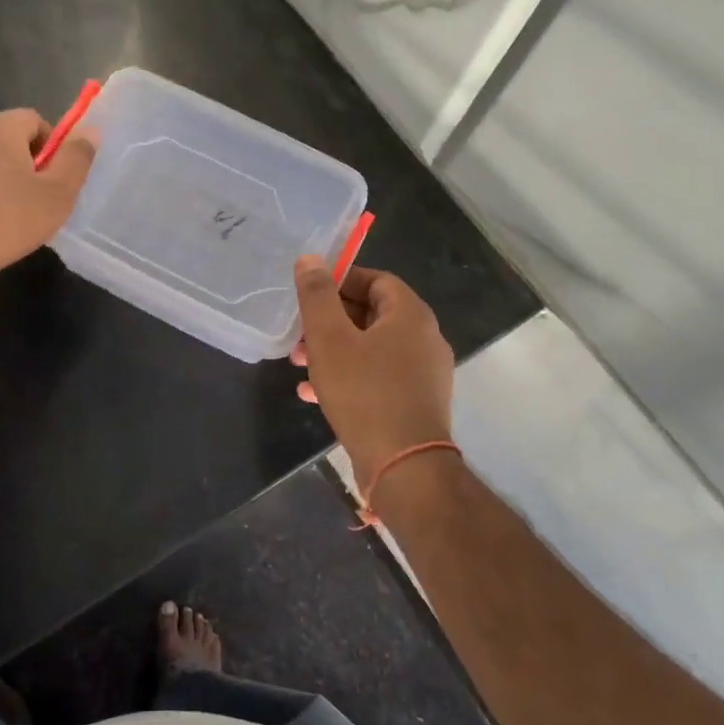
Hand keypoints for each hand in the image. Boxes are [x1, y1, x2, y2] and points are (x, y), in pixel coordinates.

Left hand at [0, 109, 96, 294]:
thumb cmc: (6, 221)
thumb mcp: (57, 193)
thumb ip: (76, 158)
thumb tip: (89, 130)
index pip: (35, 120)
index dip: (54, 148)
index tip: (57, 181)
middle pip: (10, 140)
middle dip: (29, 166)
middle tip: (40, 202)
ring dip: (4, 182)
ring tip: (14, 218)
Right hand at [292, 257, 453, 487]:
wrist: (404, 466)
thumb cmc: (364, 393)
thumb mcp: (329, 339)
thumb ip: (317, 296)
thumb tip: (310, 258)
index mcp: (410, 315)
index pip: (376, 279)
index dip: (341, 281)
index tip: (310, 295)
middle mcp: (425, 338)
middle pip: (372, 315)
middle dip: (330, 322)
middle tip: (298, 336)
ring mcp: (424, 373)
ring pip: (372, 349)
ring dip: (335, 352)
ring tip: (300, 366)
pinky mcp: (416, 402)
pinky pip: (378, 377)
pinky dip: (349, 377)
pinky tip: (314, 395)